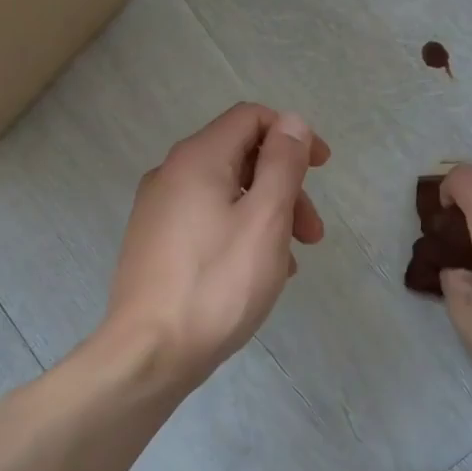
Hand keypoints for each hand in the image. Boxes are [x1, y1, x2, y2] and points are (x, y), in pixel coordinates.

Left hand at [103, 103, 330, 389]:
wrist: (149, 352)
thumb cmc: (217, 283)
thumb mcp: (265, 218)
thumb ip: (282, 164)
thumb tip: (291, 122)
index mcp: (197, 159)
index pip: (250, 118)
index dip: (292, 134)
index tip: (322, 169)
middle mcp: (171, 174)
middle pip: (240, 157)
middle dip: (285, 185)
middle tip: (313, 234)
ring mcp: (158, 210)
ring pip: (226, 194)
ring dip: (267, 215)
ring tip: (290, 262)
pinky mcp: (154, 243)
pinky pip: (207, 221)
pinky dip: (240, 233)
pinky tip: (258, 273)